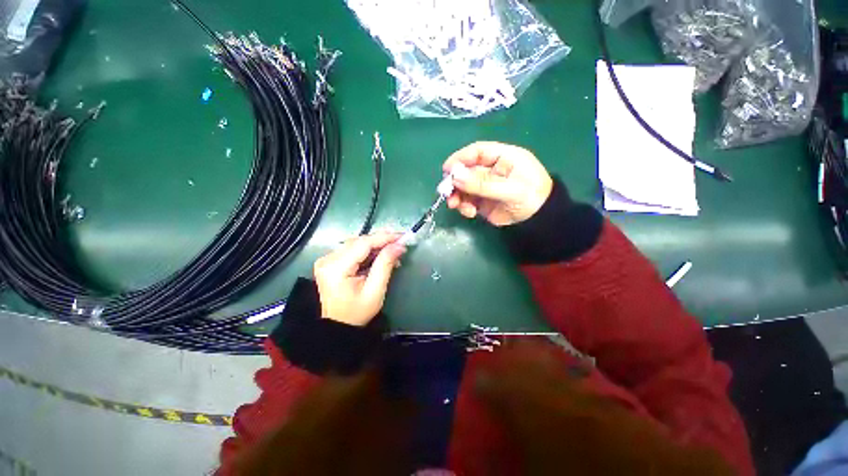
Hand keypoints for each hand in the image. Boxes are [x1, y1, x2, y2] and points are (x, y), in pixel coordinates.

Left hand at [313, 232, 405, 326]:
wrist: (338, 326)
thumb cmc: (357, 313)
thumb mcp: (375, 291)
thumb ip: (385, 265)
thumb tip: (398, 246)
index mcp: (335, 268)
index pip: (362, 244)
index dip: (383, 238)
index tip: (401, 237)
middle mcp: (327, 259)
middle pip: (358, 241)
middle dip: (381, 240)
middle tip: (400, 242)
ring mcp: (327, 260)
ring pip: (356, 243)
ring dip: (376, 245)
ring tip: (393, 249)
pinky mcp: (330, 261)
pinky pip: (352, 249)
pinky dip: (368, 251)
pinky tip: (381, 254)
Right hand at [443, 141, 552, 226]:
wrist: (540, 220)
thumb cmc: (532, 197)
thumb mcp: (510, 189)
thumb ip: (483, 184)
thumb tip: (455, 177)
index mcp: (502, 157)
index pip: (477, 152)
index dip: (460, 158)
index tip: (447, 170)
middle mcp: (491, 170)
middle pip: (466, 170)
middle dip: (455, 181)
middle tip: (446, 192)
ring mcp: (485, 186)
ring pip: (464, 187)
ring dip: (457, 195)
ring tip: (455, 205)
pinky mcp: (481, 201)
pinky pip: (467, 201)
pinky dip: (464, 206)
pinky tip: (469, 213)